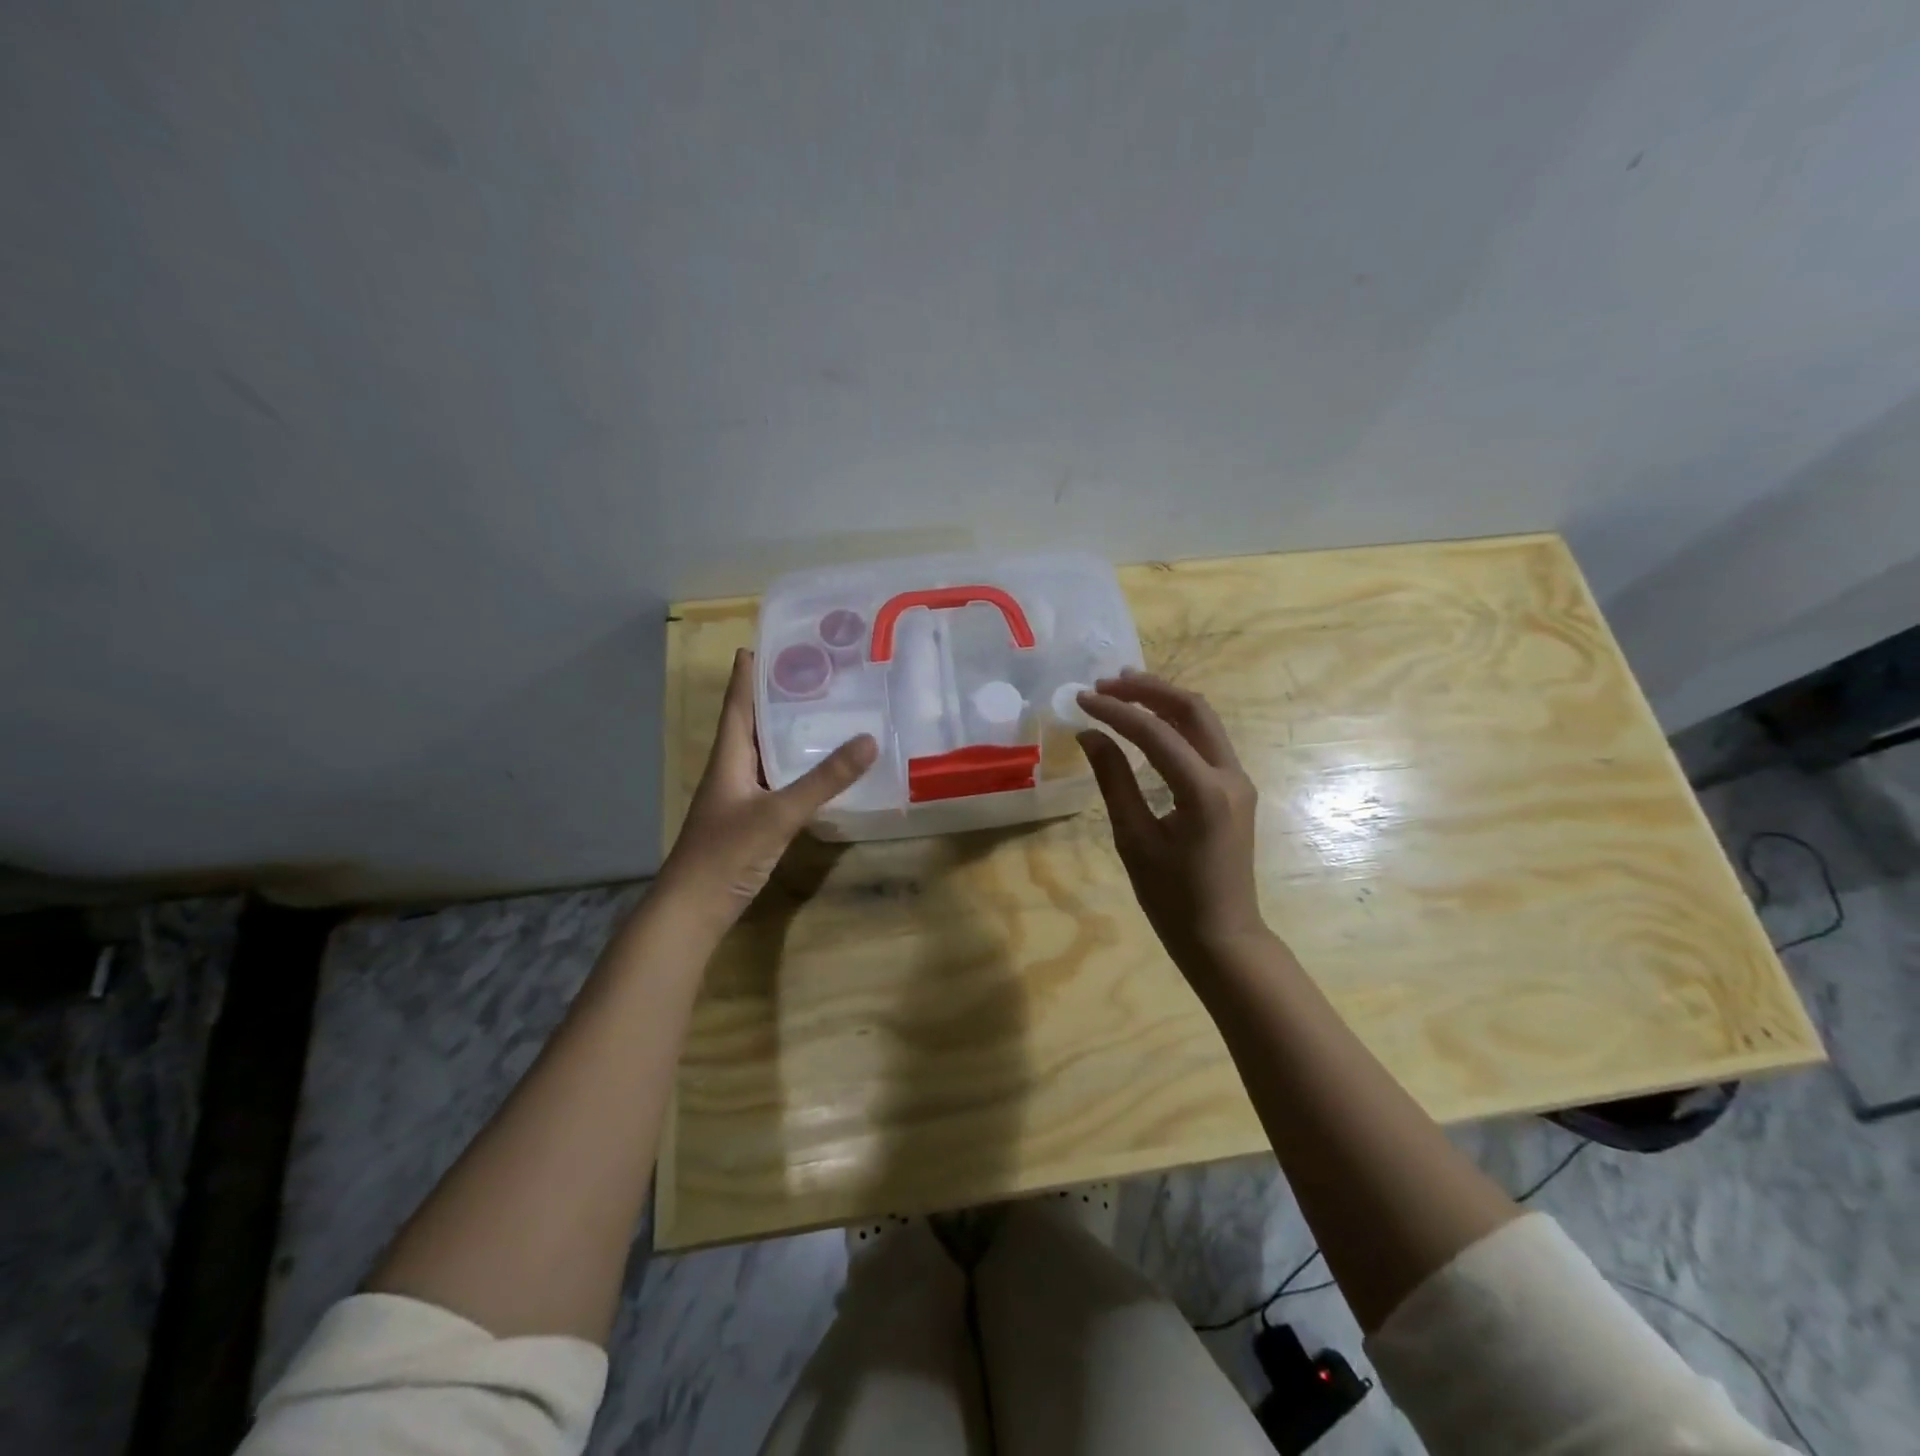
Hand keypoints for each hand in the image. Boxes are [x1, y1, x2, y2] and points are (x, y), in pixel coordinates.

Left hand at [658, 648, 876, 931]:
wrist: (694, 909)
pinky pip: (775, 780)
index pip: (738, 704)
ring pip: (764, 752)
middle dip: (775, 696)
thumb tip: (869, 739)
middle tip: (811, 672)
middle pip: (752, 723)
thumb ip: (823, 780)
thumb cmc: (727, 852)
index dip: (747, 674)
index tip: (762, 643)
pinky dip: (794, 766)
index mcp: (728, 757)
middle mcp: (731, 770)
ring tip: (821, 710)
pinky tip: (817, 768)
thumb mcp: (779, 812)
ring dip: (785, 731)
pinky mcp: (751, 819)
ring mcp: (739, 797)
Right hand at [1076, 671, 1267, 971]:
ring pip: (1203, 721)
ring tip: (1122, 689)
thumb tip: (1090, 735)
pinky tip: (1148, 723)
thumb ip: (1113, 781)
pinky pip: (1206, 741)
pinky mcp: (1234, 790)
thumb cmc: (1172, 898)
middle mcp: (1230, 775)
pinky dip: (1176, 724)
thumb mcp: (1133, 839)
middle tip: (1105, 683)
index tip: (1080, 699)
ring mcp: (1238, 781)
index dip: (1115, 711)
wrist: (1222, 937)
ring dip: (1163, 701)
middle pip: (1192, 710)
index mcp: (1204, 791)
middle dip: (1147, 690)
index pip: (1155, 733)